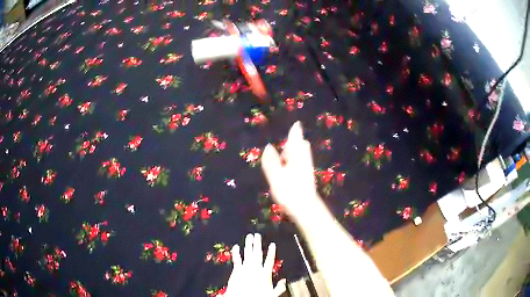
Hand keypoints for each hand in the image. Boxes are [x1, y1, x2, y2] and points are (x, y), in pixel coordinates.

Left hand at [224, 233, 285, 296]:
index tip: (272, 244)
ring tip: (249, 236)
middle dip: (257, 244)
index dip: (271, 252)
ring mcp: (246, 268)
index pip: (269, 260)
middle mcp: (256, 269)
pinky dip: (236, 252)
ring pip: (248, 254)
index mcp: (265, 274)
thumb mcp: (272, 294)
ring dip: (248, 244)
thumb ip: (279, 287)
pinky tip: (236, 246)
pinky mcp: (237, 270)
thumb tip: (284, 281)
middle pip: (257, 254)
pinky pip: (237, 259)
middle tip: (257, 235)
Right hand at [261, 121, 320, 221]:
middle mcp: (303, 160)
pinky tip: (291, 167)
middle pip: (301, 146)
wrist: (306, 207)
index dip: (295, 132)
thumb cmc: (289, 191)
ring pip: (302, 155)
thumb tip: (268, 146)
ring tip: (287, 155)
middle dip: (295, 142)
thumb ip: (271, 161)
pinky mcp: (307, 176)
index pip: (296, 140)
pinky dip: (297, 159)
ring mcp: (307, 168)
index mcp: (296, 157)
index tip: (296, 124)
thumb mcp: (276, 176)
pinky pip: (302, 162)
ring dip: (295, 151)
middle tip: (288, 142)